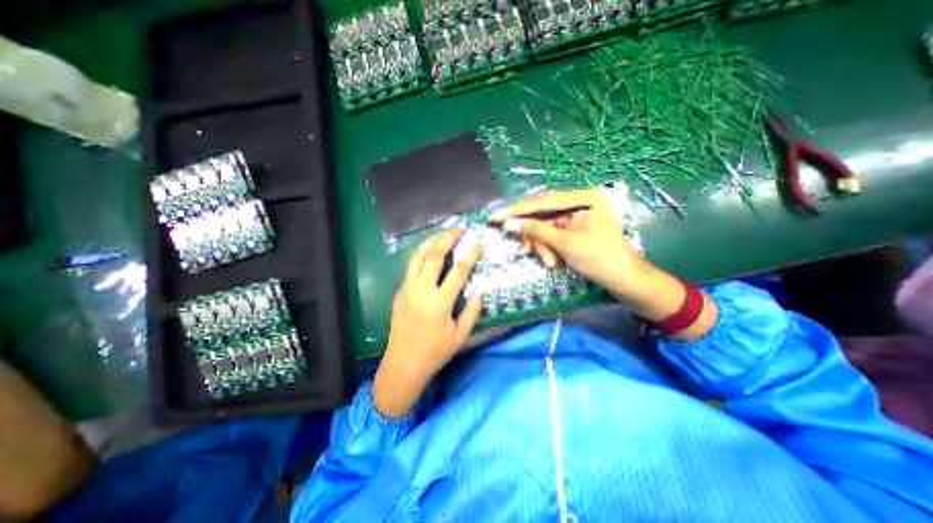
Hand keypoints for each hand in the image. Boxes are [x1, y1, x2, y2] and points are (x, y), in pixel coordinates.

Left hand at [375, 226, 484, 416]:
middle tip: (459, 229)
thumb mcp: (460, 336)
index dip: (470, 255)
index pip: (458, 271)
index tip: (479, 243)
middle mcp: (421, 291)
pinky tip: (430, 251)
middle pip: (434, 256)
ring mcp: (407, 290)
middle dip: (448, 238)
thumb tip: (480, 290)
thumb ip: (472, 312)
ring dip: (431, 241)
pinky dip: (421, 254)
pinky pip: (411, 267)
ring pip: (417, 257)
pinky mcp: (399, 292)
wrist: (402, 365)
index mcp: (439, 304)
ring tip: (443, 233)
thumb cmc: (435, 353)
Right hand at [492, 188, 715, 338]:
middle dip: (533, 234)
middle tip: (522, 249)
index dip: (517, 210)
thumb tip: (508, 224)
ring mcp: (577, 216)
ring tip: (548, 262)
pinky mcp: (574, 228)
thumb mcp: (565, 244)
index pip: (543, 200)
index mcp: (583, 198)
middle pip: (543, 214)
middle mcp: (579, 202)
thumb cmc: (599, 259)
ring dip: (542, 245)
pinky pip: (552, 234)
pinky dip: (548, 247)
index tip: (495, 217)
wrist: (624, 281)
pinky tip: (551, 260)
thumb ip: (536, 231)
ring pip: (545, 227)